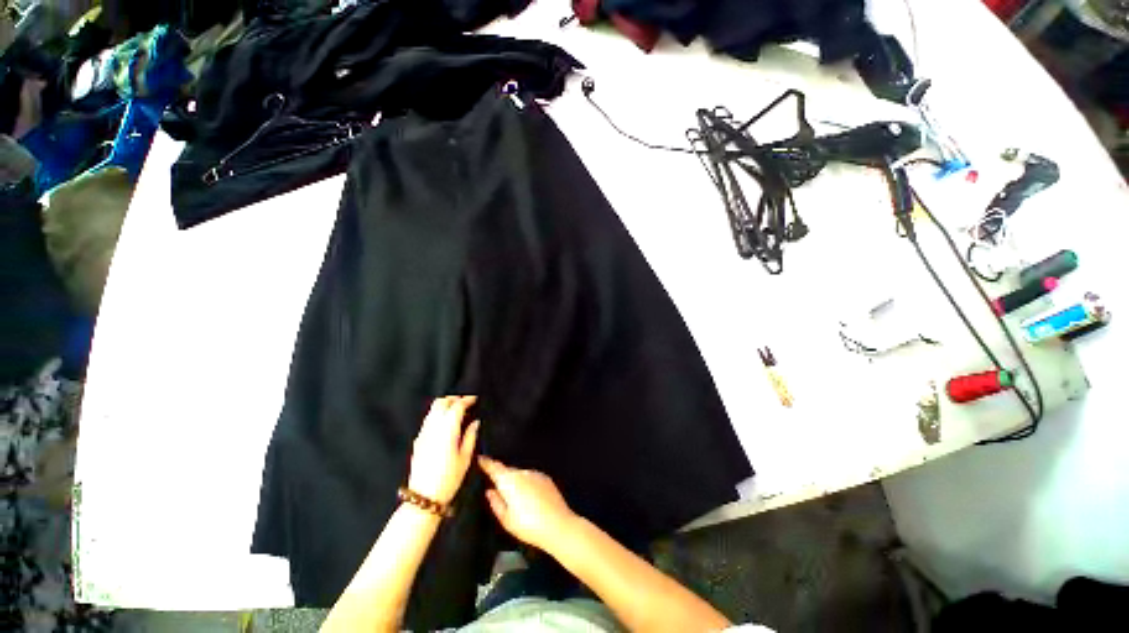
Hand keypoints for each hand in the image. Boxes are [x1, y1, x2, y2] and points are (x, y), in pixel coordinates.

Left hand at [407, 396, 479, 505]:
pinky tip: (445, 422)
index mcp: (447, 429)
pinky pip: (428, 419)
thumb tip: (475, 422)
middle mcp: (433, 427)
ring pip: (432, 409)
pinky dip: (437, 413)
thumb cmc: (449, 478)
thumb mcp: (466, 457)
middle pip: (441, 403)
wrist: (424, 496)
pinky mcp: (418, 440)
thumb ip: (471, 435)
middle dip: (454, 399)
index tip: (475, 399)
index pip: (457, 406)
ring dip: (445, 405)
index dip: (467, 400)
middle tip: (466, 402)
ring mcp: (423, 433)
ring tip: (456, 409)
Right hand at [478, 456, 577, 552]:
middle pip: (507, 471)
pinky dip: (527, 484)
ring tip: (517, 500)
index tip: (479, 458)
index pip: (494, 467)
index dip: (486, 462)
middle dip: (502, 477)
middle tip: (498, 490)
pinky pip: (531, 478)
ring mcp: (535, 473)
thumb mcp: (506, 520)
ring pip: (520, 475)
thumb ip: (496, 503)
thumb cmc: (528, 525)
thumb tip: (490, 491)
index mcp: (509, 481)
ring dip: (516, 482)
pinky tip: (530, 499)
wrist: (558, 525)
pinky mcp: (546, 478)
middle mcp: (522, 472)